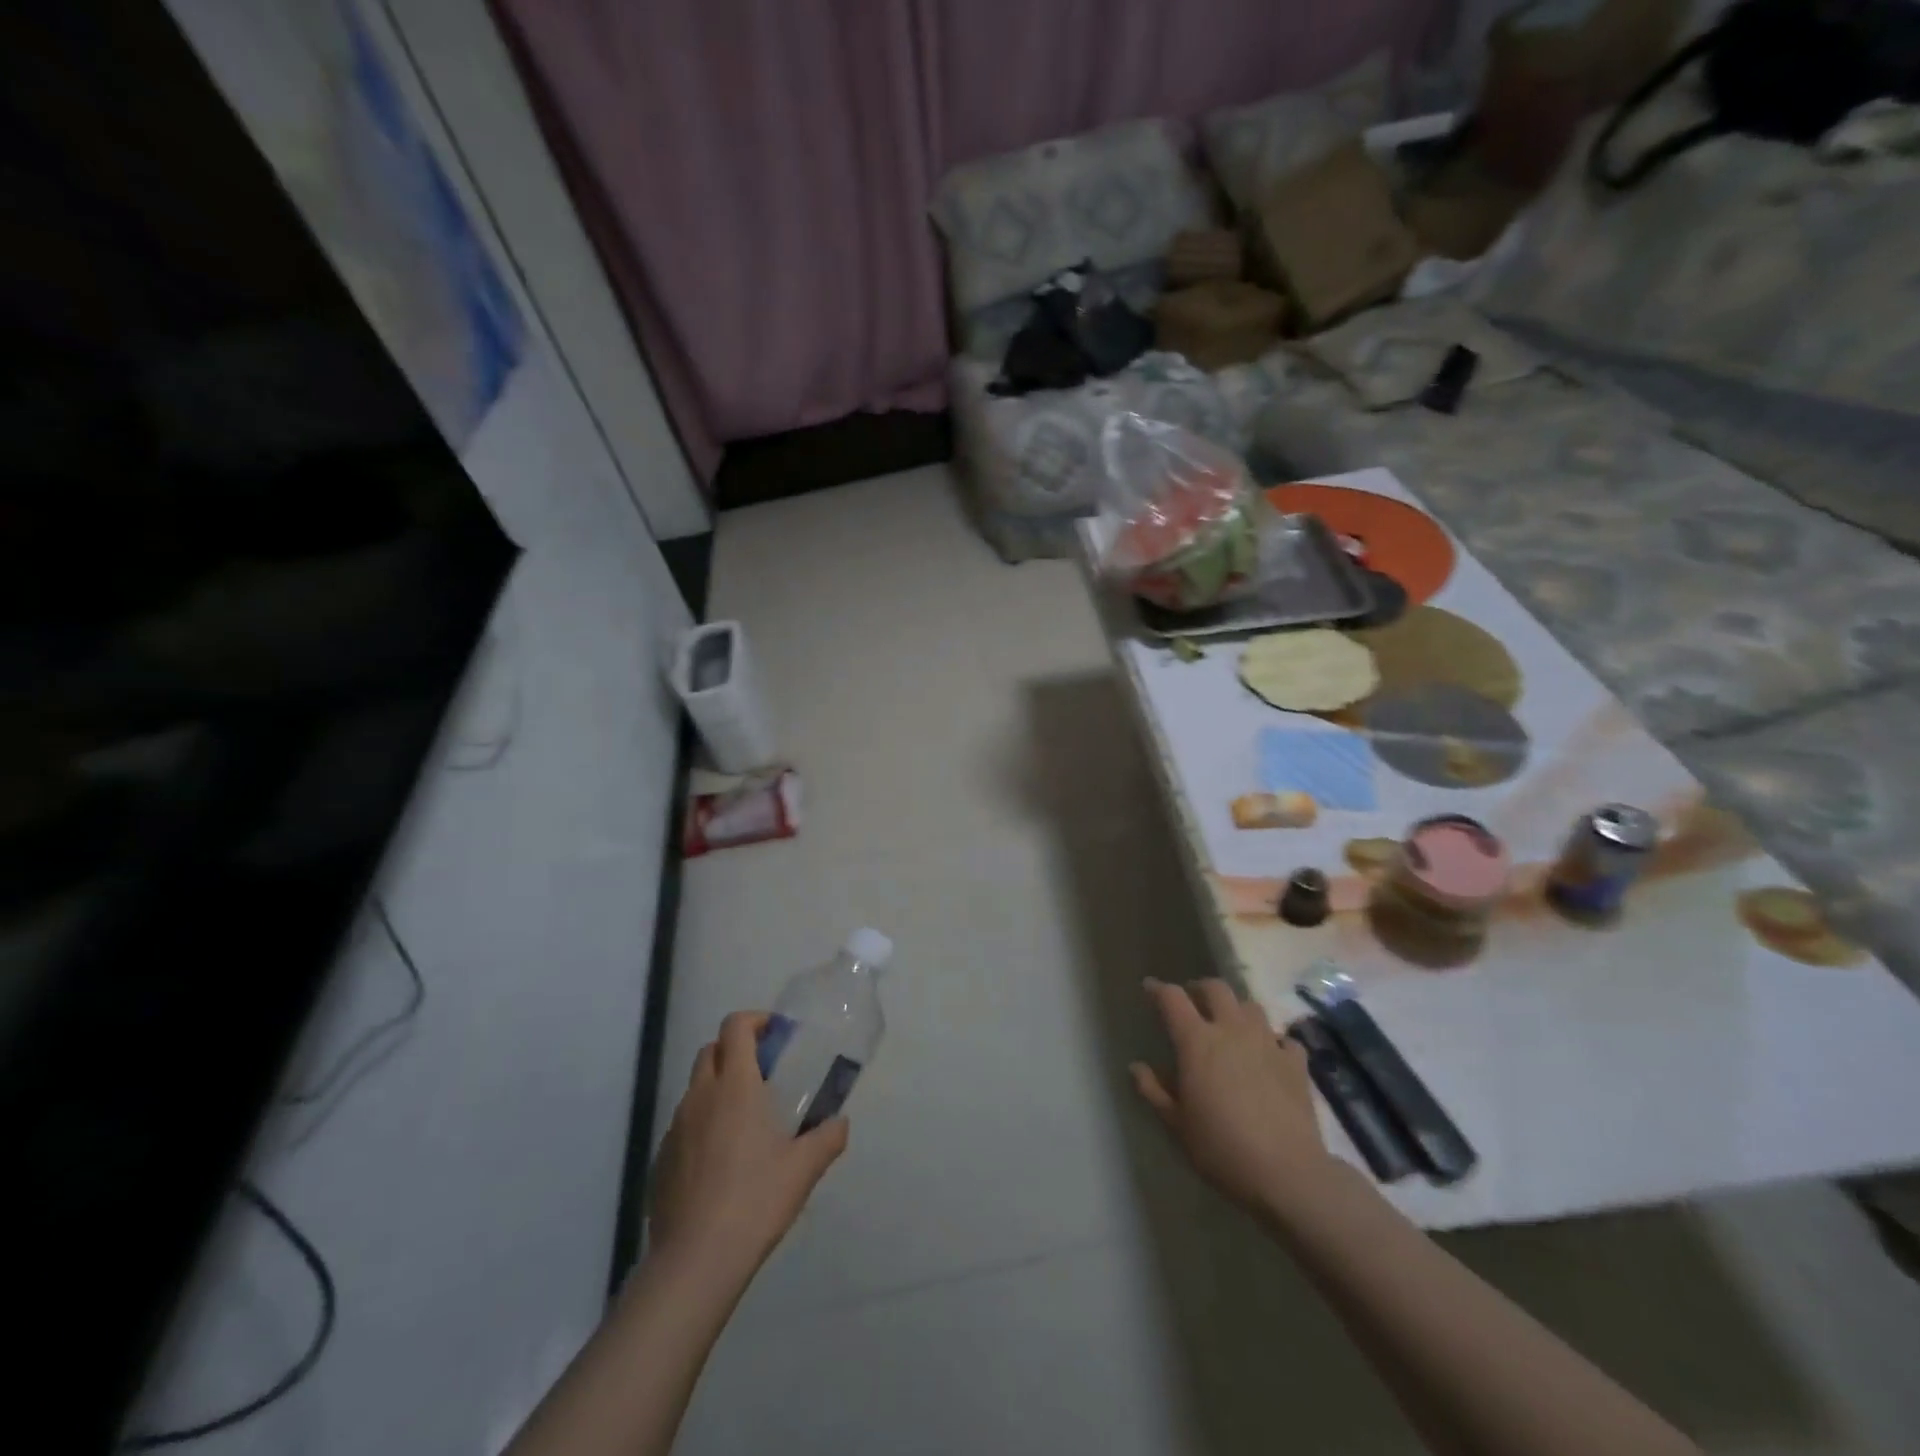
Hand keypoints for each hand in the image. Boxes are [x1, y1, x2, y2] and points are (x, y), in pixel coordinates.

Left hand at [648, 1011, 847, 1287]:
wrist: (696, 1260)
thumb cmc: (755, 1200)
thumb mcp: (804, 1168)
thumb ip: (828, 1137)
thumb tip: (840, 1122)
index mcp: (735, 1086)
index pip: (735, 1027)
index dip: (755, 1020)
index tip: (776, 1034)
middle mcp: (700, 1096)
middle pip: (711, 1050)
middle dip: (735, 1050)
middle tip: (764, 1073)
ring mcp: (675, 1128)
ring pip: (695, 1088)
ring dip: (718, 1088)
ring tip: (744, 1121)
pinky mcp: (660, 1160)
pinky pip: (682, 1125)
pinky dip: (701, 1125)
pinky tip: (720, 1161)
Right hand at [1131, 978, 1328, 1215]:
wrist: (1287, 1173)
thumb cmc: (1222, 1148)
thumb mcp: (1177, 1124)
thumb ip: (1154, 1091)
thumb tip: (1137, 1067)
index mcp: (1196, 1041)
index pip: (1172, 998)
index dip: (1158, 989)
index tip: (1149, 988)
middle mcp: (1231, 1030)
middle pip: (1215, 988)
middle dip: (1200, 989)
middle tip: (1192, 1001)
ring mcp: (1267, 1042)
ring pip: (1250, 1006)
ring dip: (1236, 1009)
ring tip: (1230, 1025)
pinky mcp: (1296, 1062)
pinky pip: (1284, 1038)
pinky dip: (1273, 1040)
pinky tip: (1270, 1055)